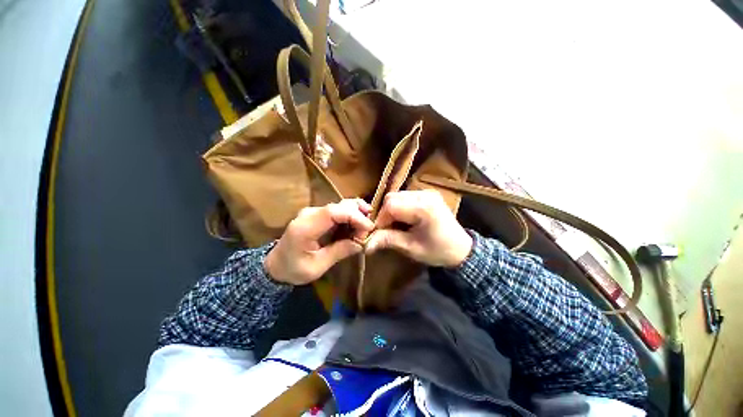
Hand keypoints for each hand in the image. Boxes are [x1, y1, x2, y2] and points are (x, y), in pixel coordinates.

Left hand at [265, 199, 373, 284]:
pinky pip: (338, 210)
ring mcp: (313, 211)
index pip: (333, 212)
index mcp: (305, 227)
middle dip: (358, 215)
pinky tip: (358, 225)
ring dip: (356, 214)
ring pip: (341, 205)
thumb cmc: (294, 269)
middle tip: (368, 232)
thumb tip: (361, 243)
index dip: (354, 216)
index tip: (369, 228)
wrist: (276, 264)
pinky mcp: (318, 214)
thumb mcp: (317, 267)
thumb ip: (339, 252)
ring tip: (365, 229)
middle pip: (339, 205)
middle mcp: (309, 213)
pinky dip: (351, 215)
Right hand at [366, 190, 472, 266]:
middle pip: (392, 198)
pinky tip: (404, 219)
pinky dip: (399, 208)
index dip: (380, 219)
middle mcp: (425, 194)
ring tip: (395, 226)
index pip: (391, 205)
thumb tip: (365, 243)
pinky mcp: (426, 194)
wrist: (461, 249)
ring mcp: (426, 192)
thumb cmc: (437, 251)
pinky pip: (404, 197)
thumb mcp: (411, 248)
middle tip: (387, 230)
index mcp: (424, 207)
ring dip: (391, 211)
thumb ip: (388, 240)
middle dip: (385, 214)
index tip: (378, 234)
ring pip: (397, 196)